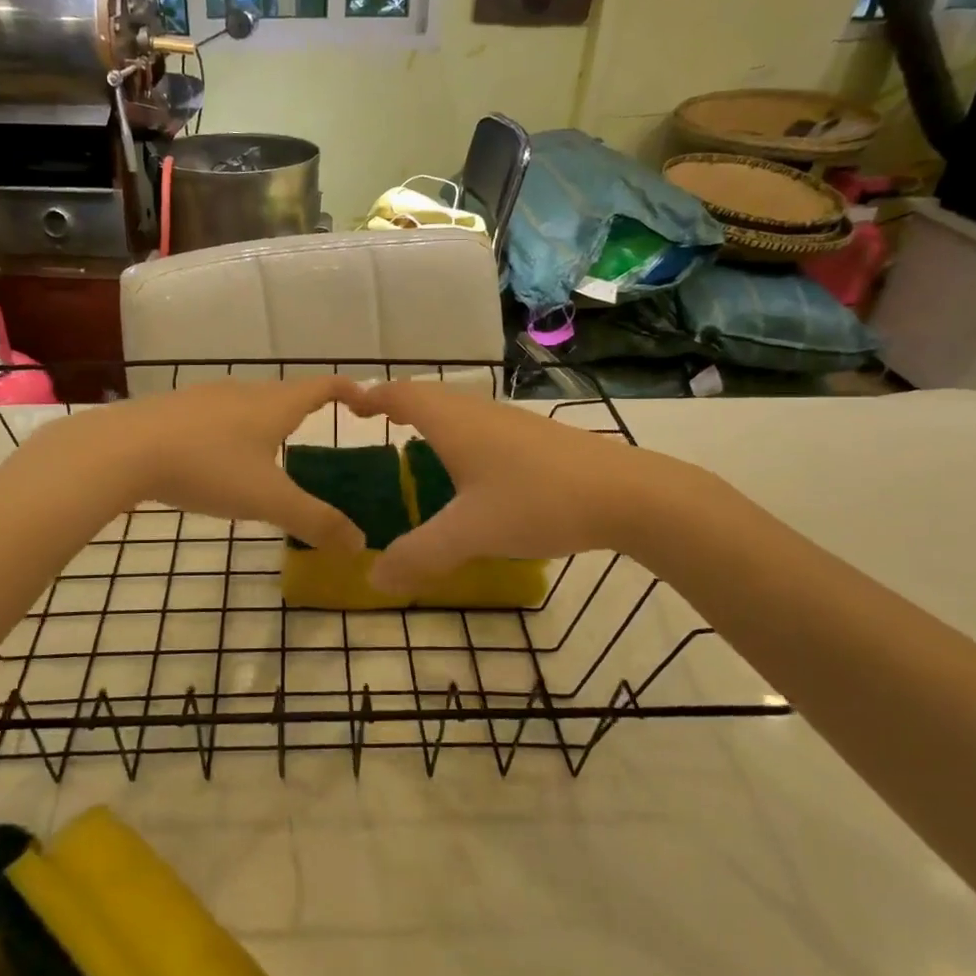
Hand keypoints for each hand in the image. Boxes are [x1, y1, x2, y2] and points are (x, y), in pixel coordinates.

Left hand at [34, 377, 366, 551]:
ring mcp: (205, 397)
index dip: (350, 392)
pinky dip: (231, 431)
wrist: (124, 449)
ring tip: (270, 452)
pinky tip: (216, 459)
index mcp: (275, 404)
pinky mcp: (174, 410)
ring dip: (266, 421)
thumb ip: (316, 521)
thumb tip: (360, 544)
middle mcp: (244, 391)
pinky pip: (216, 416)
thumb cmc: (208, 467)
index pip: (324, 386)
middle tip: (318, 437)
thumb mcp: (268, 500)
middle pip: (286, 393)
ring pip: (248, 404)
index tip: (367, 405)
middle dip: (306, 410)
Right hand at [342, 379, 704, 592]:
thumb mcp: (470, 533)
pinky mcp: (537, 439)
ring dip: (431, 419)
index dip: (372, 397)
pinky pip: (482, 427)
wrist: (628, 494)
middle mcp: (480, 413)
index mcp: (454, 423)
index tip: (348, 404)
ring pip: (459, 411)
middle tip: (375, 422)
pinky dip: (459, 436)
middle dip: (398, 405)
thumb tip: (372, 579)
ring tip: (414, 443)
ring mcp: (512, 423)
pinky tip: (469, 469)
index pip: (402, 395)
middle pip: (430, 396)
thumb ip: (418, 555)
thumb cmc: (539, 501)